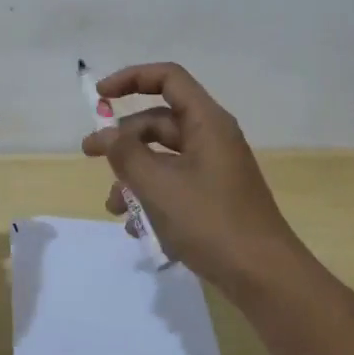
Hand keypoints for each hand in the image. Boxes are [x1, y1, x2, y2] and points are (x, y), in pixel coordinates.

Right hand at [82, 62, 308, 298]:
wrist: (264, 276)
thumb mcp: (159, 186)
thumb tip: (106, 134)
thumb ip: (126, 154)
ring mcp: (215, 169)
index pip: (168, 78)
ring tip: (115, 208)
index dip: (131, 78)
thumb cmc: (211, 221)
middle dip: (123, 139)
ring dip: (134, 176)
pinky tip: (137, 229)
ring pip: (164, 158)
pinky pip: (175, 185)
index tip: (100, 97)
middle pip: (160, 121)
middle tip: (90, 155)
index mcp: (207, 122)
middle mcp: (212, 138)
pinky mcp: (214, 198)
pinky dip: (153, 198)